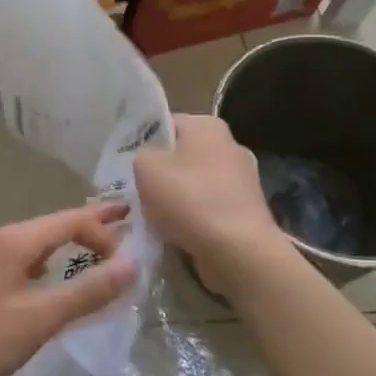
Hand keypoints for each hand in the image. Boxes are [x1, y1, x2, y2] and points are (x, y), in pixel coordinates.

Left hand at [0, 202, 137, 375]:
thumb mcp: (38, 319)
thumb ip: (86, 292)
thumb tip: (133, 263)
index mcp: (13, 241)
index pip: (69, 220)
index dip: (103, 231)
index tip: (131, 257)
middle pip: (51, 228)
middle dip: (87, 226)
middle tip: (124, 221)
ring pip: (35, 249)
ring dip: (67, 249)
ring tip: (95, 253)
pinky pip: (20, 268)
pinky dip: (46, 270)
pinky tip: (51, 286)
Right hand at [134, 115, 287, 292]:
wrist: (237, 250)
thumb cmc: (188, 199)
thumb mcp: (145, 167)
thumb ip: (140, 154)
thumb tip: (149, 160)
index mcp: (207, 126)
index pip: (166, 124)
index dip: (144, 143)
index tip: (128, 165)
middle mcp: (230, 146)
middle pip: (181, 156)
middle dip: (161, 174)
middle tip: (136, 193)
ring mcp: (243, 180)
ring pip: (195, 184)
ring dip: (176, 200)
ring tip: (153, 219)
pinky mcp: (247, 211)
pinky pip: (209, 209)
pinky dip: (193, 219)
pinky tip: (176, 234)